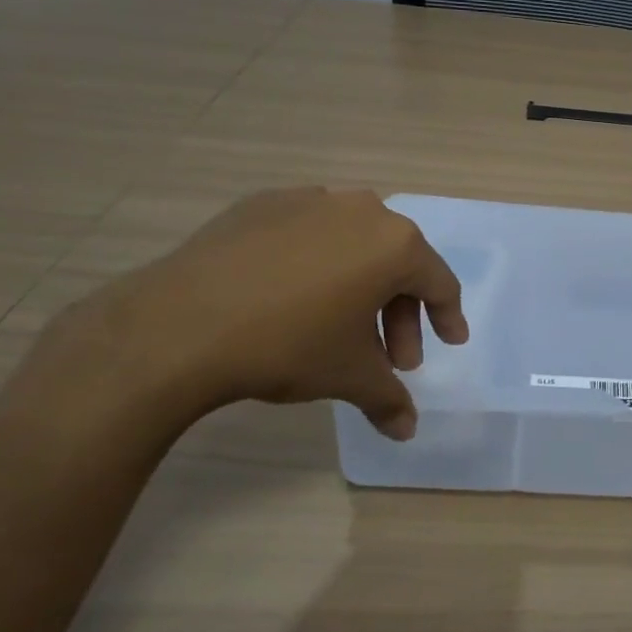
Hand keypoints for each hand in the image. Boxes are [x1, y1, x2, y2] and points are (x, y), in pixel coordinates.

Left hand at [63, 188, 467, 438]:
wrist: (181, 324)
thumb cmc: (289, 345)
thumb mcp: (349, 377)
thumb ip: (388, 399)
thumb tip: (406, 431)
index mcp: (395, 245)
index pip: (439, 282)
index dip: (447, 317)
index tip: (450, 342)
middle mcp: (361, 211)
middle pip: (397, 264)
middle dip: (399, 315)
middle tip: (392, 360)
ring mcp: (310, 200)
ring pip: (354, 246)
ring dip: (360, 288)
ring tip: (341, 328)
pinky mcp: (263, 204)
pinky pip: (308, 234)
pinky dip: (316, 264)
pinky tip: (294, 296)